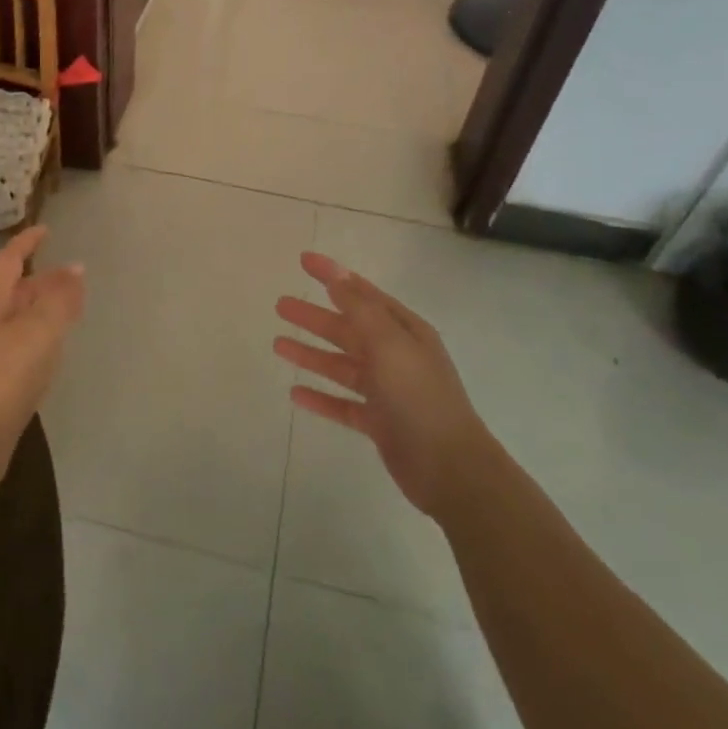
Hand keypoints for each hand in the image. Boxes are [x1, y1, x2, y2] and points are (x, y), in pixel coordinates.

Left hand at [0, 226, 84, 500]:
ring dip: (42, 306)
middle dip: (41, 277)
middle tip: (72, 274)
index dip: (26, 243)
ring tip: (69, 305)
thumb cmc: (3, 378)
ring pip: (18, 317)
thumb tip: (75, 268)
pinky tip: (54, 348)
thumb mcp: (38, 332)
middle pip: (13, 289)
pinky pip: (21, 343)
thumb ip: (58, 299)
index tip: (46, 229)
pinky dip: (41, 334)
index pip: (8, 260)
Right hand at [274, 252, 486, 517]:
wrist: (449, 468)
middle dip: (314, 316)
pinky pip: (342, 403)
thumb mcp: (389, 344)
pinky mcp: (378, 422)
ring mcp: (387, 391)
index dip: (334, 275)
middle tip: (281, 305)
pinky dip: (320, 397)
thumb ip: (360, 309)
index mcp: (404, 331)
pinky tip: (295, 393)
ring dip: (311, 354)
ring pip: (341, 365)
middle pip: (347, 329)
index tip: (304, 260)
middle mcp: (396, 356)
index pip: (362, 293)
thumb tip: (337, 276)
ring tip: (277, 345)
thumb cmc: (419, 397)